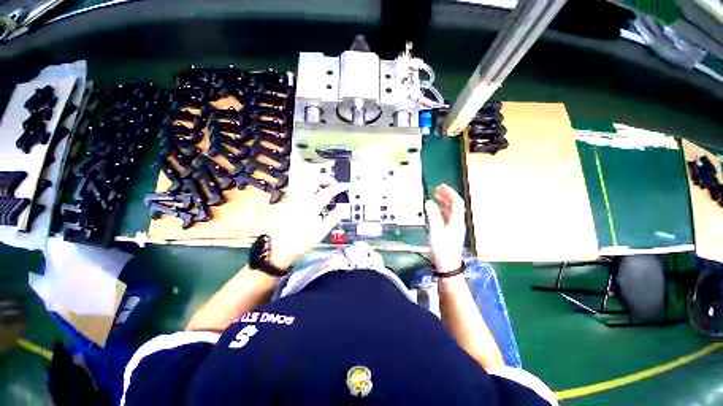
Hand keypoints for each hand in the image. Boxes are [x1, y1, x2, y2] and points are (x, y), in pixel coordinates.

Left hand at [267, 182, 348, 268]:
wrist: (280, 248)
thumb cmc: (302, 242)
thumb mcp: (321, 233)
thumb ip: (332, 219)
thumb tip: (341, 210)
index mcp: (311, 208)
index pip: (326, 193)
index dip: (336, 188)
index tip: (342, 187)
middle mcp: (301, 201)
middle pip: (312, 181)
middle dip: (324, 178)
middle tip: (332, 183)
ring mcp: (293, 201)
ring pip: (304, 183)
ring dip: (315, 180)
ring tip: (324, 185)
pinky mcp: (289, 203)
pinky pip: (299, 188)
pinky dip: (308, 185)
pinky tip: (312, 191)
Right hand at [425, 184, 465, 272]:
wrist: (447, 265)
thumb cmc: (442, 247)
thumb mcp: (435, 230)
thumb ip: (433, 215)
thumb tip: (429, 202)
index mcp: (456, 220)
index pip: (457, 202)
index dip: (450, 193)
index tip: (441, 186)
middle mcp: (458, 222)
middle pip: (455, 205)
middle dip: (447, 196)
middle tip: (437, 189)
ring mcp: (455, 227)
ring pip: (452, 211)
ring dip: (444, 202)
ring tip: (436, 197)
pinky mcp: (451, 232)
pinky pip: (448, 217)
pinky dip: (442, 211)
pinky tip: (436, 211)